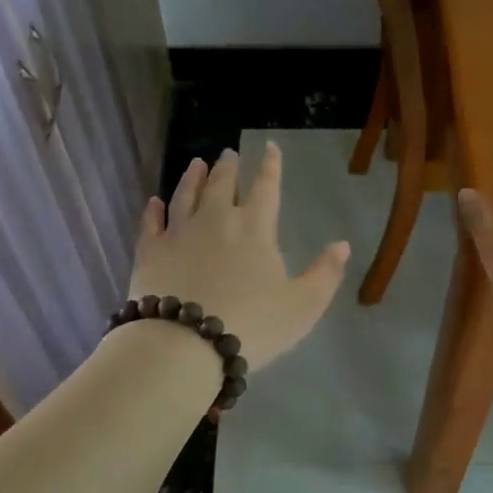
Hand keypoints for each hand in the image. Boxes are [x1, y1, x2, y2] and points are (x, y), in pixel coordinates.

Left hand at [127, 143, 350, 369]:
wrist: (185, 344)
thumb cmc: (252, 325)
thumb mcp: (302, 306)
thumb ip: (324, 275)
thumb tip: (342, 245)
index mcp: (255, 229)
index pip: (266, 188)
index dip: (270, 166)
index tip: (269, 147)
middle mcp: (216, 220)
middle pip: (222, 185)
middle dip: (228, 167)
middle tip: (228, 153)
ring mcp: (178, 233)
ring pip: (185, 196)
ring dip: (192, 178)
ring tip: (196, 164)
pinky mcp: (149, 252)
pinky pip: (151, 224)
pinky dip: (153, 211)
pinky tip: (154, 202)